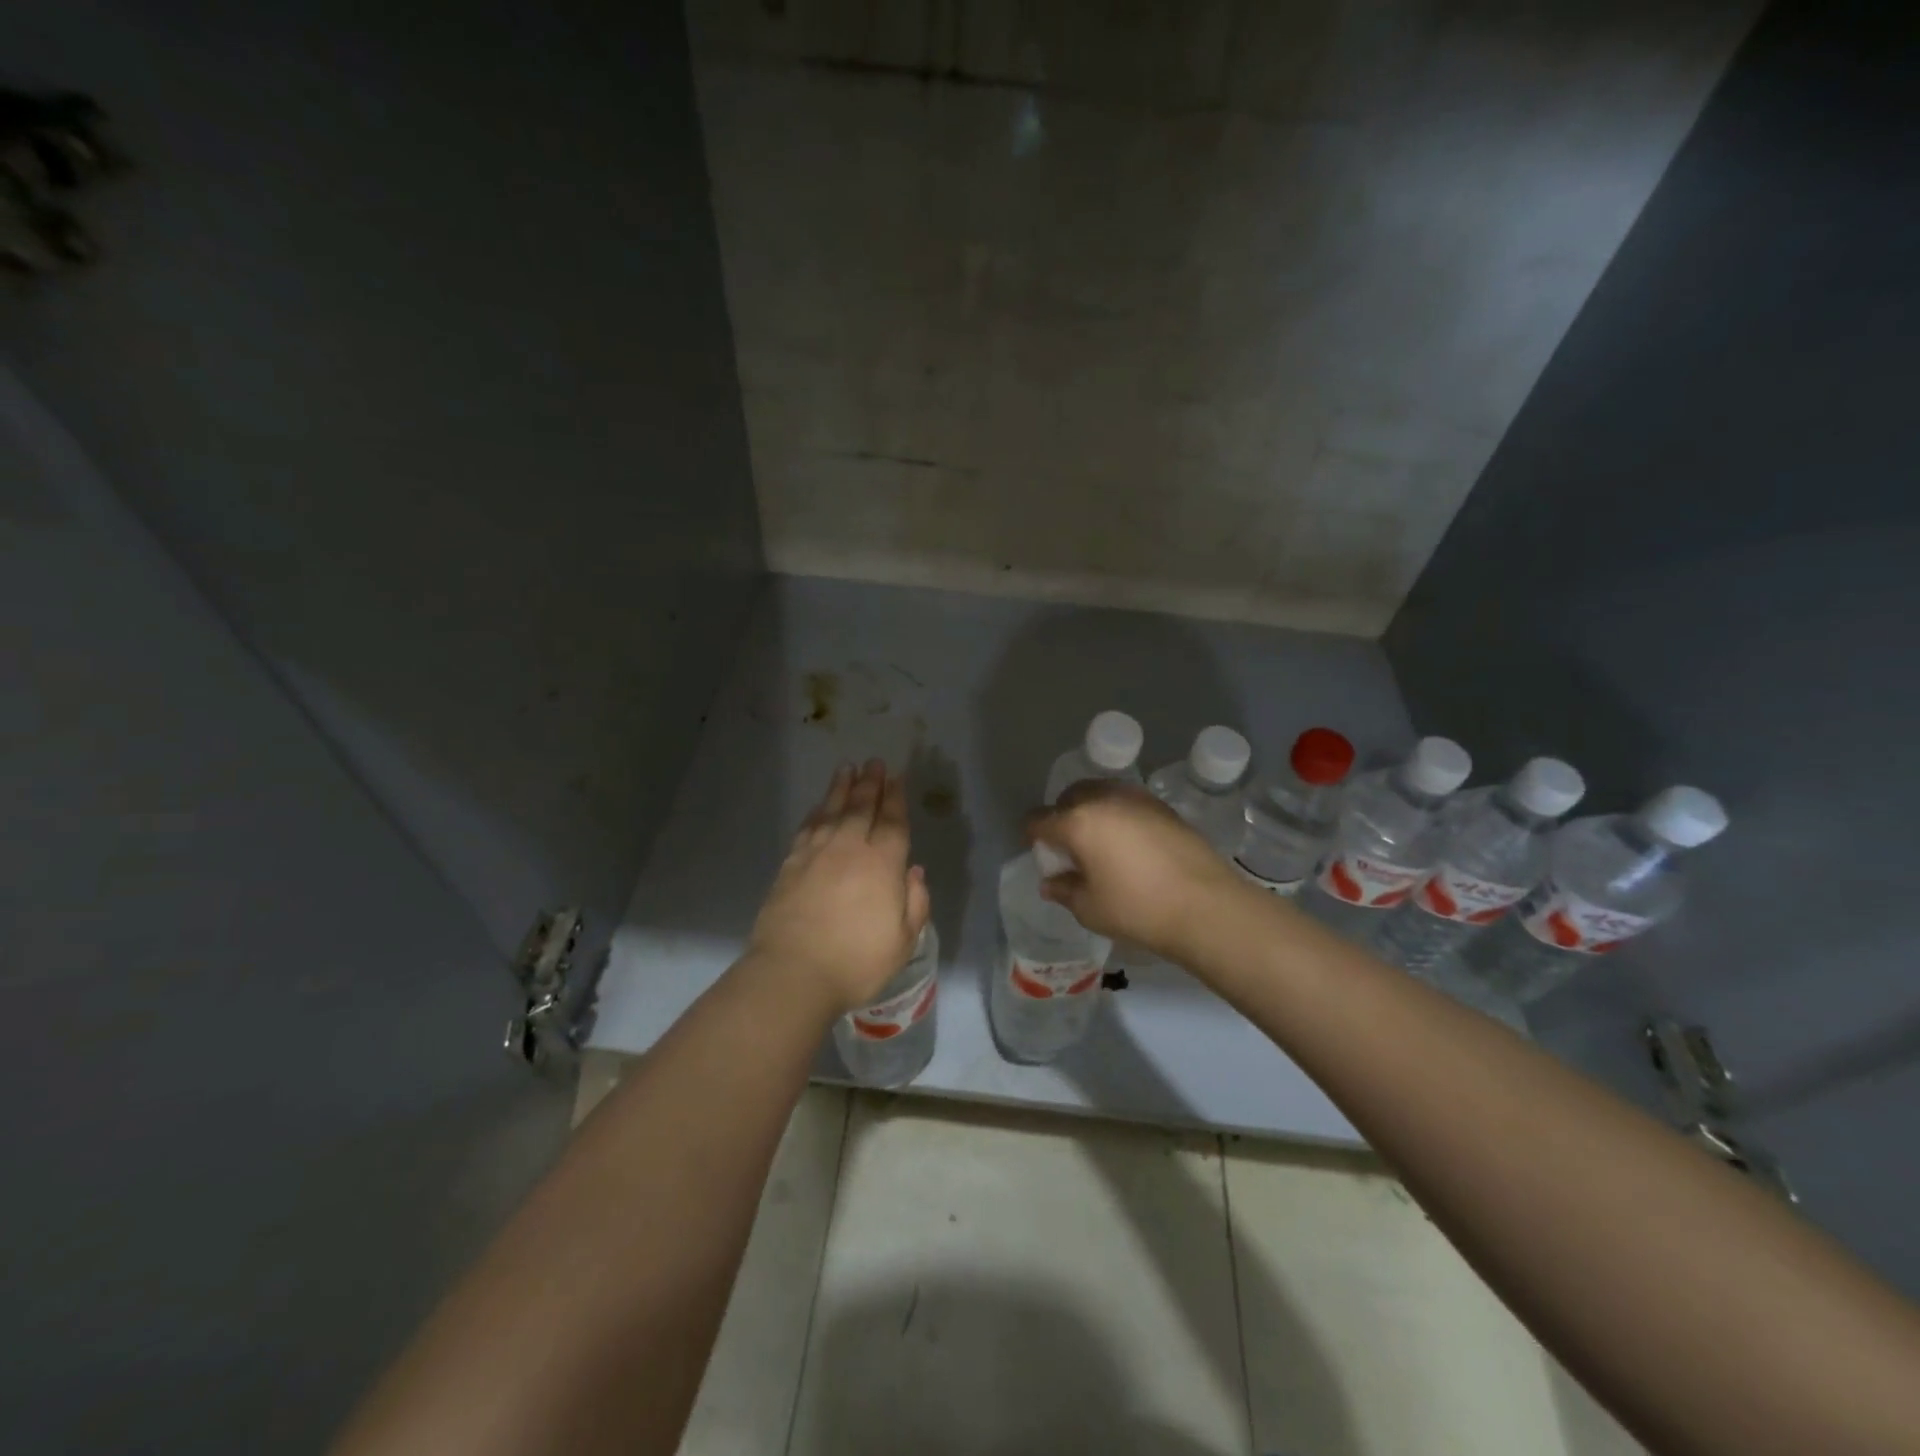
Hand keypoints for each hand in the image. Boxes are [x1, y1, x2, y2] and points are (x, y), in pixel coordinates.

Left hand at [748, 760, 931, 1012]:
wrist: (793, 973)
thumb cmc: (857, 962)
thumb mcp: (903, 940)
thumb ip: (915, 903)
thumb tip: (913, 872)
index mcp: (882, 864)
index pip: (892, 822)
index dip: (896, 798)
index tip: (897, 777)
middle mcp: (849, 848)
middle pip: (861, 807)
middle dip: (871, 783)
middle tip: (874, 762)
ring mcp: (816, 854)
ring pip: (831, 810)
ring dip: (841, 788)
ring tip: (847, 768)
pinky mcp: (790, 865)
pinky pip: (806, 828)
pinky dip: (815, 813)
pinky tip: (818, 806)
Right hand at [1026, 780, 1242, 958]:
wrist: (1206, 905)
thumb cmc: (1138, 908)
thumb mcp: (1089, 908)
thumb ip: (1064, 890)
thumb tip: (1051, 881)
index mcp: (1077, 822)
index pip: (1038, 819)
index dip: (1031, 835)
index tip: (1038, 852)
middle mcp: (1104, 799)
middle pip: (1069, 796)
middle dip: (1062, 816)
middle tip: (1068, 845)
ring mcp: (1136, 798)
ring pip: (1100, 793)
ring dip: (1091, 810)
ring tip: (1099, 841)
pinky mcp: (1162, 806)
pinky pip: (1126, 802)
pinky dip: (1118, 814)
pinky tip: (1128, 843)